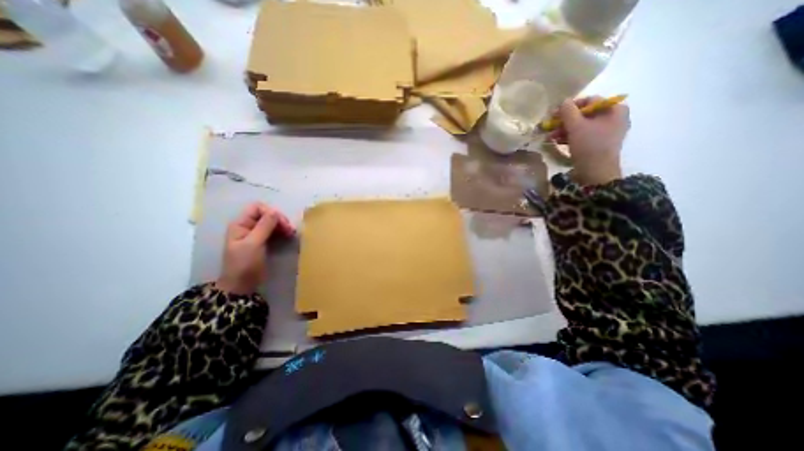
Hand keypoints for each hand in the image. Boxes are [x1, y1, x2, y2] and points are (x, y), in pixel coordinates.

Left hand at [216, 201, 293, 294]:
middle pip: (266, 214)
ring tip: (291, 233)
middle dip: (279, 219)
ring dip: (282, 225)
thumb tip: (276, 211)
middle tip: (290, 230)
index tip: (283, 224)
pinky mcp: (262, 241)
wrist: (241, 285)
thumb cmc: (244, 264)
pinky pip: (273, 231)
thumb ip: (264, 226)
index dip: (271, 212)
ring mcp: (254, 234)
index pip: (257, 208)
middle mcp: (247, 226)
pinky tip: (288, 236)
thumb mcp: (254, 244)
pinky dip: (281, 231)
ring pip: (271, 222)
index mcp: (240, 224)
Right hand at [551, 96, 630, 184]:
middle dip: (565, 121)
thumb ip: (568, 111)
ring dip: (564, 130)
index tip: (555, 114)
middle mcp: (613, 119)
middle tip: (550, 126)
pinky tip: (556, 141)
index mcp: (614, 110)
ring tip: (550, 136)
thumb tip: (563, 101)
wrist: (595, 172)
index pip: (590, 101)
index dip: (570, 106)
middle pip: (584, 115)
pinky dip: (569, 137)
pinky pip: (582, 136)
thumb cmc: (589, 146)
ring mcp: (605, 133)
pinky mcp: (597, 144)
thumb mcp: (576, 126)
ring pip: (581, 126)